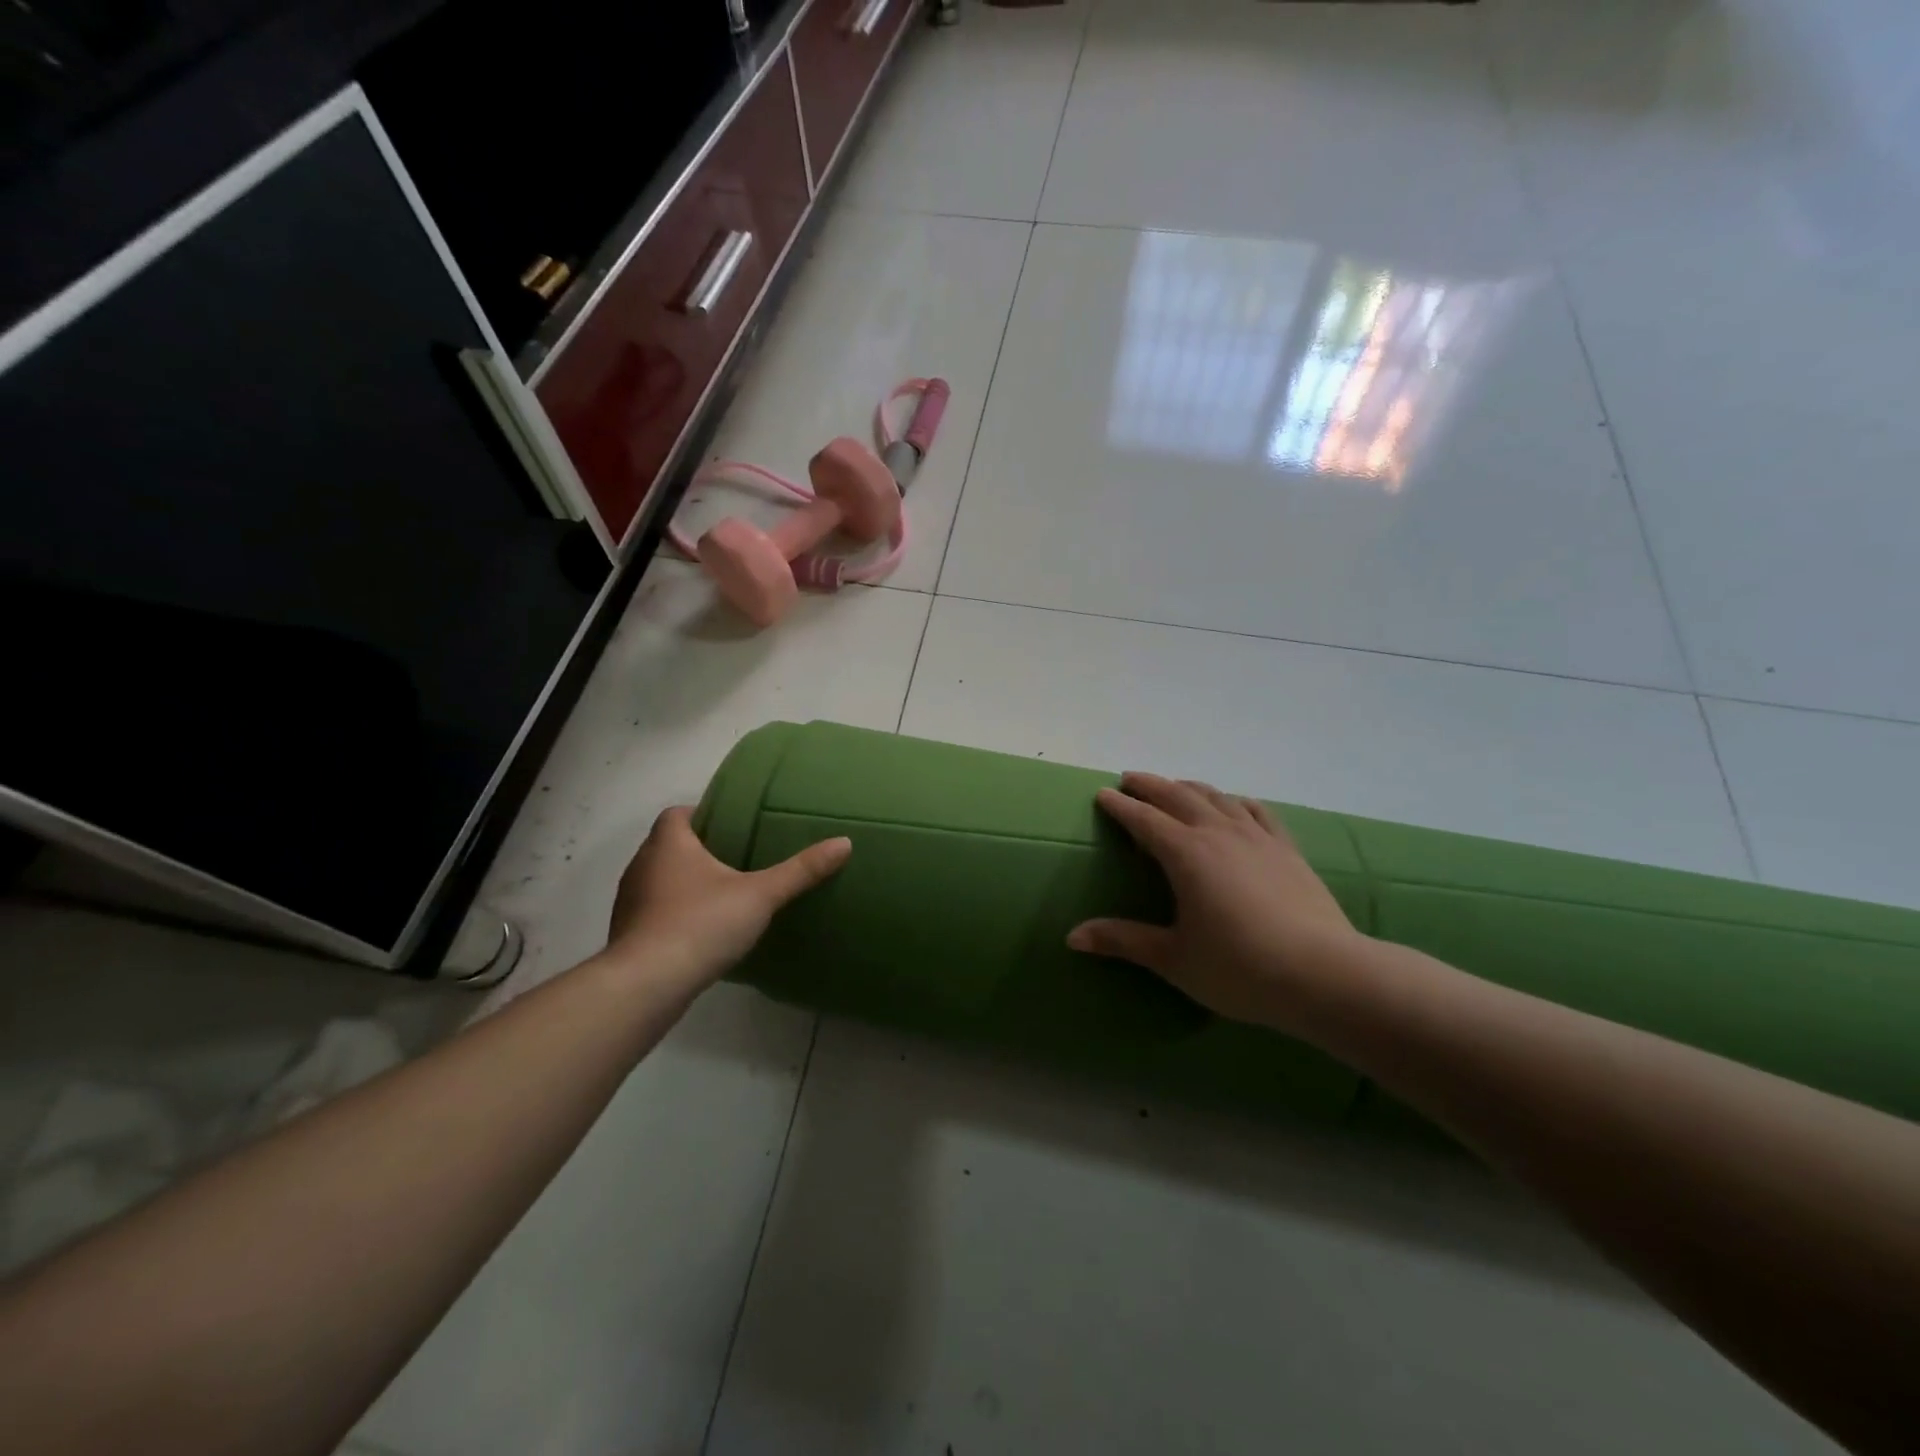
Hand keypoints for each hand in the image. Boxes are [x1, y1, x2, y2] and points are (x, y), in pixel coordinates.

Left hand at [608, 806, 850, 994]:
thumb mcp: (760, 895)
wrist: (646, 986)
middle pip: (670, 846)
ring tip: (723, 896)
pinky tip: (701, 932)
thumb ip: (801, 870)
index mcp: (668, 844)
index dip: (703, 815)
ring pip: (660, 880)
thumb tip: (844, 843)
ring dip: (685, 884)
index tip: (733, 826)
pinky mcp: (627, 936)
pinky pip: (654, 912)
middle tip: (738, 860)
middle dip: (700, 850)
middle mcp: (642, 865)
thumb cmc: (700, 924)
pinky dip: (674, 914)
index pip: (678, 813)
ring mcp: (630, 902)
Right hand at [1067, 774, 1368, 1031]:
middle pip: (1178, 796)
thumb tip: (1072, 936)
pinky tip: (1234, 805)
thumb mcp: (1174, 958)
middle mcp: (1218, 833)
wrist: (1324, 974)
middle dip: (1150, 785)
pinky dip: (1236, 801)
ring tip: (1175, 787)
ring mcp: (1257, 837)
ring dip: (1189, 787)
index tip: (1102, 794)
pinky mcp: (1286, 849)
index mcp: (1186, 854)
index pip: (1144, 819)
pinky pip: (1256, 811)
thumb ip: (1123, 941)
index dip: (1121, 806)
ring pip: (1217, 797)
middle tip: (1130, 780)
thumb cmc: (1240, 968)